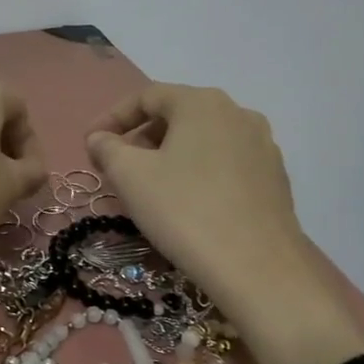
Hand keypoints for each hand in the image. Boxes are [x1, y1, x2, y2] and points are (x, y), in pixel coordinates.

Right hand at [87, 85, 303, 293]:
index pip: (146, 96)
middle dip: (140, 138)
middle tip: (116, 168)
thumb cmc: (183, 210)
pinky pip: (224, 164)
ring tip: (147, 188)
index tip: (89, 144)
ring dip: (168, 156)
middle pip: (177, 115)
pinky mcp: (274, 178)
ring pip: (202, 141)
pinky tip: (185, 204)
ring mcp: (262, 146)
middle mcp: (238, 113)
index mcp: (202, 103)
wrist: (256, 267)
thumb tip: (100, 138)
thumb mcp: (129, 176)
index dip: (111, 117)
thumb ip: (107, 148)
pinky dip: (197, 173)